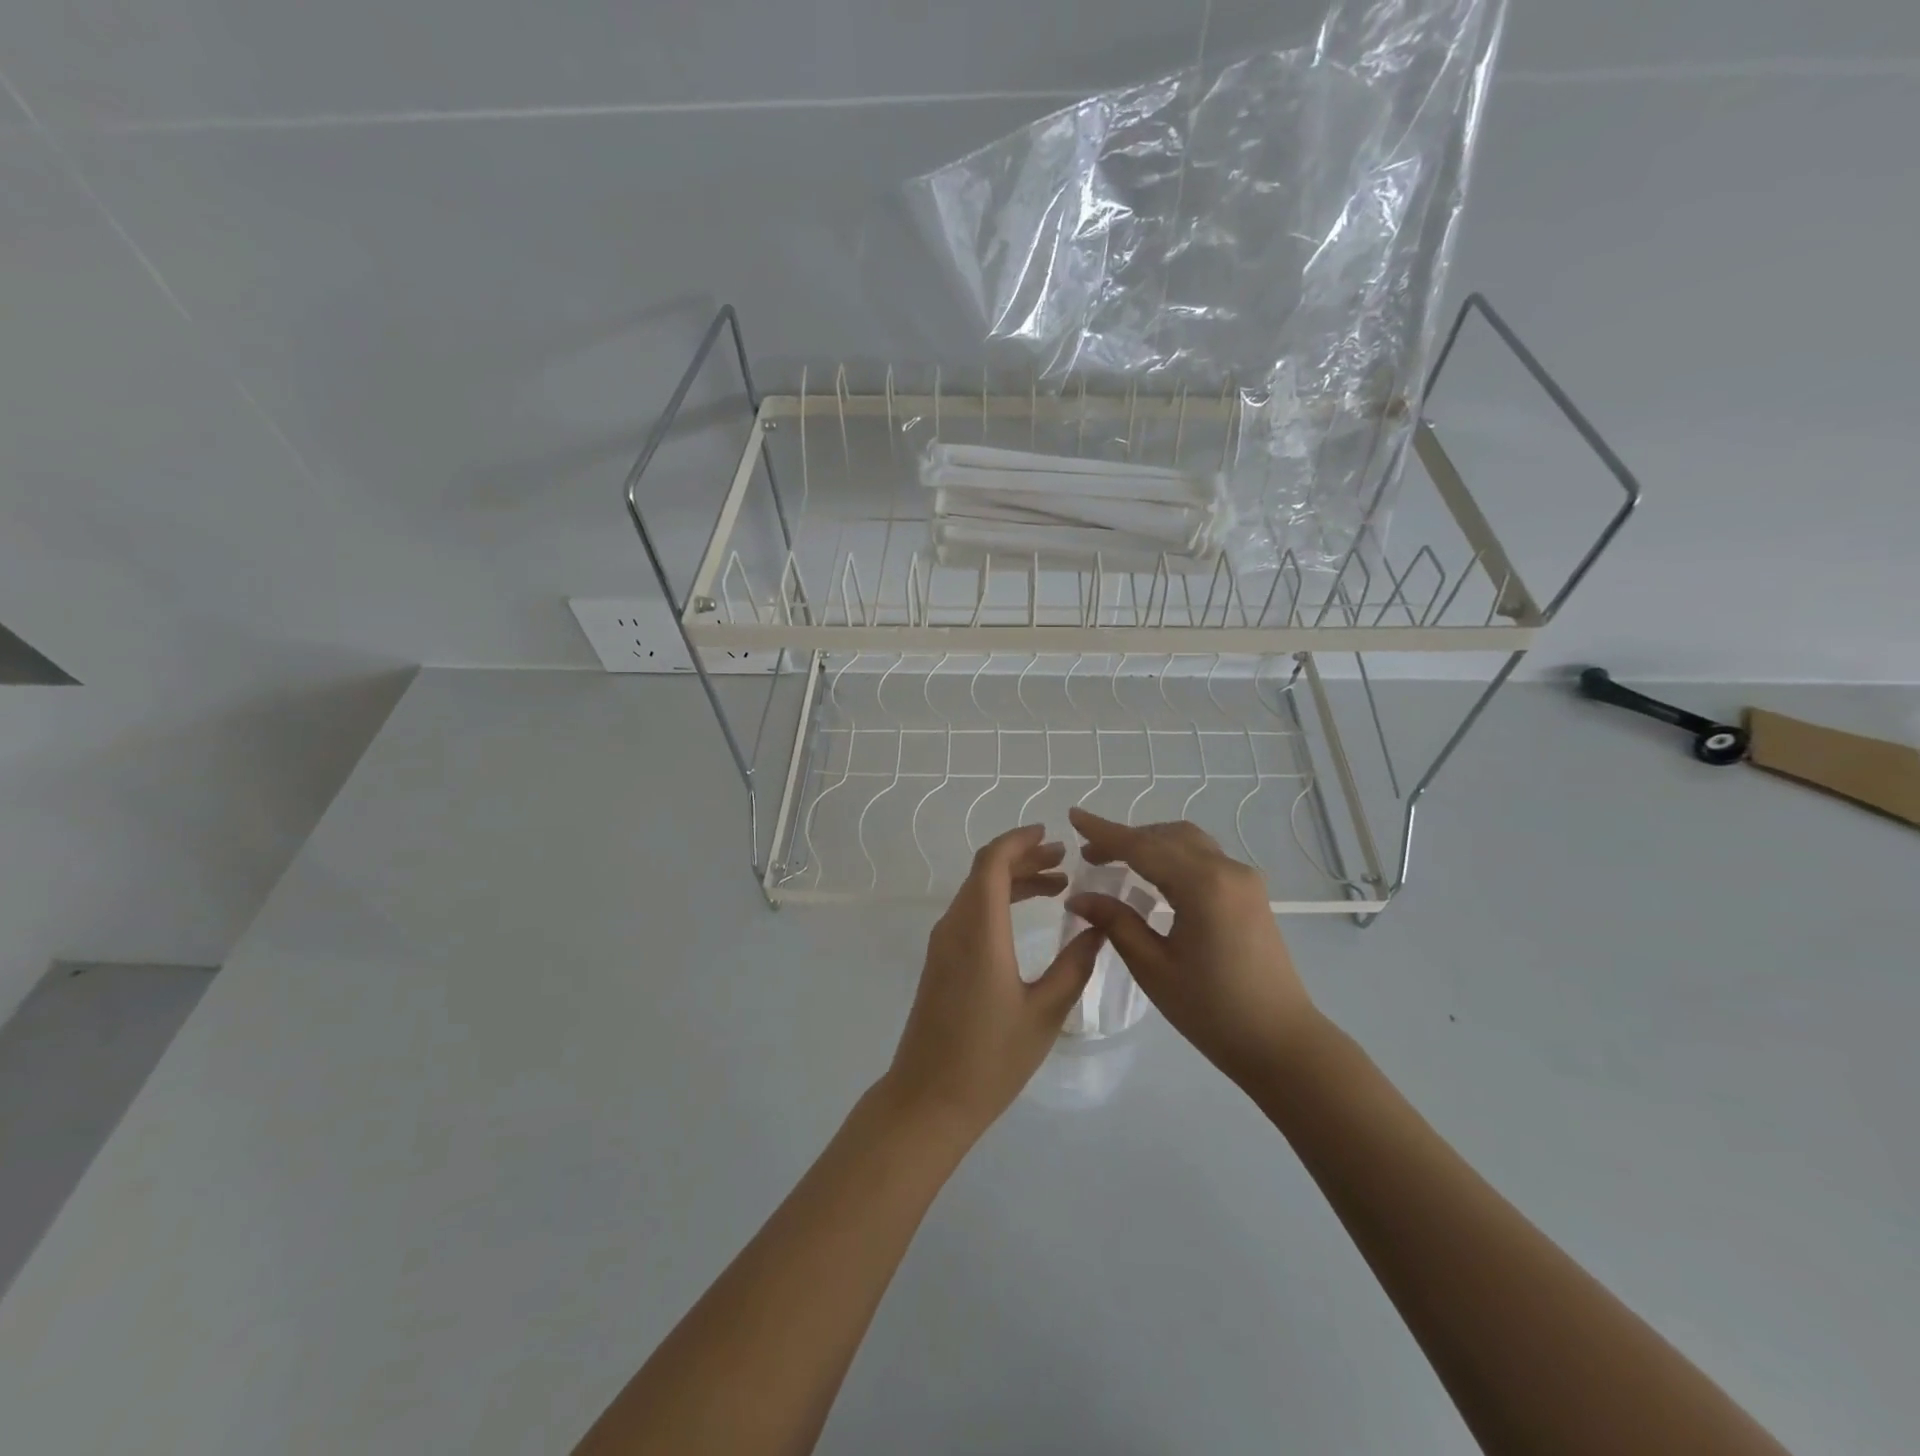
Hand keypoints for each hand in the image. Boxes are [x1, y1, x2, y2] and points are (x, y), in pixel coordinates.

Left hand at [882, 825, 1104, 1140]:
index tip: (1051, 835)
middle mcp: (955, 926)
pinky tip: (1026, 918)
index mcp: (979, 930)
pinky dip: (999, 903)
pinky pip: (970, 914)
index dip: (1020, 842)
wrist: (928, 1099)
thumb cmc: (990, 1058)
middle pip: (985, 873)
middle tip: (1064, 860)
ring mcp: (943, 944)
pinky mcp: (941, 962)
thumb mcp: (1045, 1012)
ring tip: (1056, 885)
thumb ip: (1074, 965)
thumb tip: (1097, 927)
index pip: (993, 863)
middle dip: (1024, 858)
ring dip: (1013, 881)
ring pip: (977, 893)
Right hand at [1065, 808, 1319, 1086]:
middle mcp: (1227, 869)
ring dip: (1151, 844)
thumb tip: (1079, 897)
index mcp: (1202, 885)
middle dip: (1126, 839)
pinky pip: (1204, 858)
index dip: (1104, 832)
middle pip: (1166, 836)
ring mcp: (1244, 879)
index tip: (1074, 815)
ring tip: (1116, 861)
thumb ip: (1116, 923)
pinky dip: (1173, 856)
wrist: (1281, 1043)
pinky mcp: (1250, 893)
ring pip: (1188, 842)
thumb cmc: (1212, 1011)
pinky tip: (1153, 876)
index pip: (1142, 847)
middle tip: (1089, 855)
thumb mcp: (1153, 967)